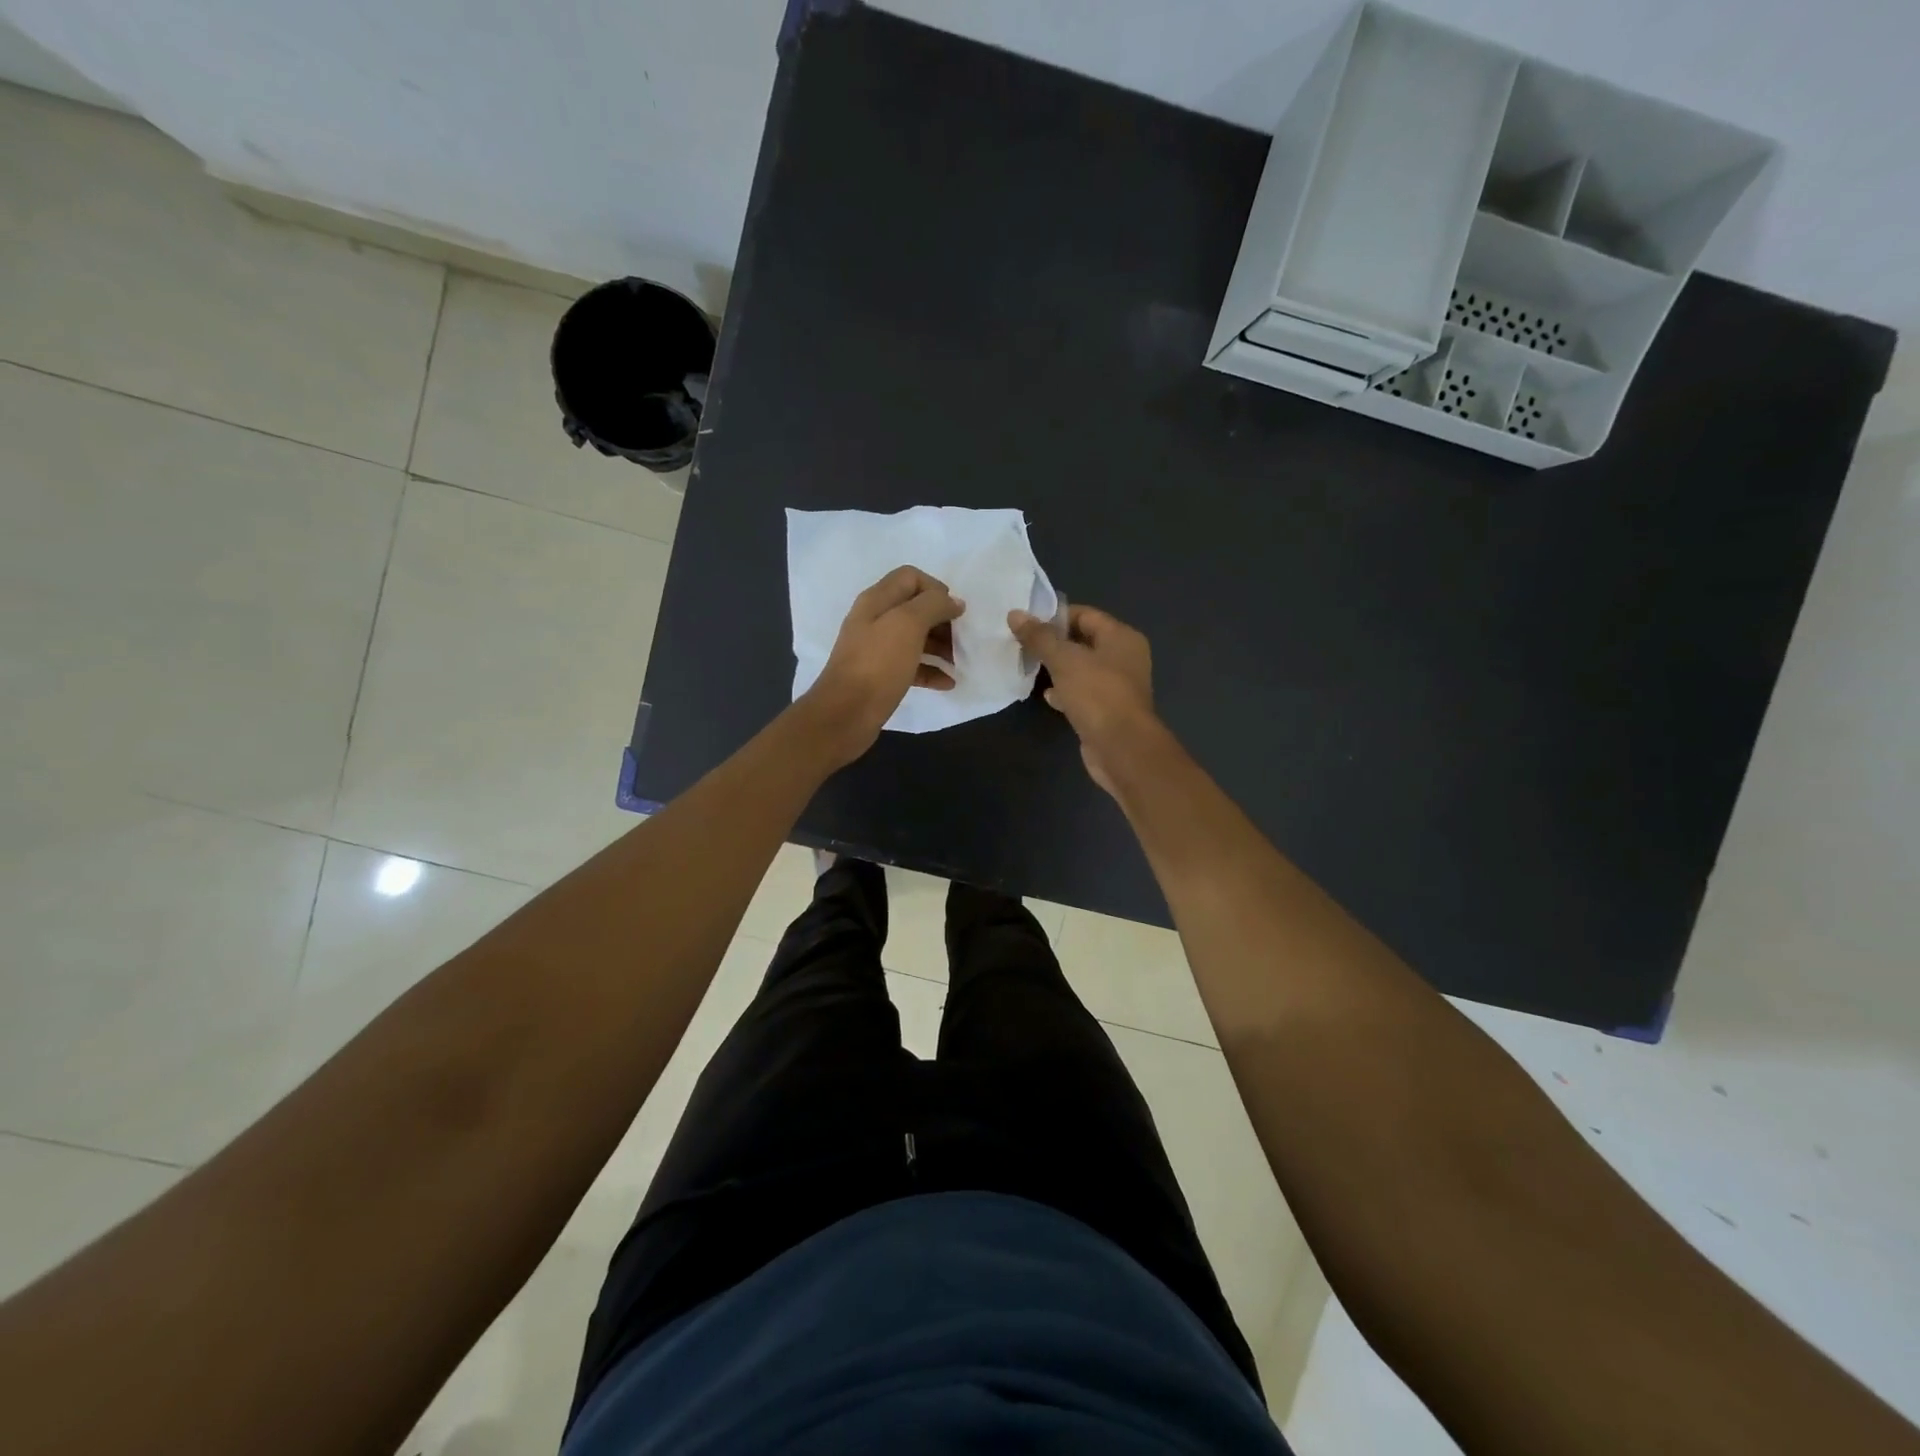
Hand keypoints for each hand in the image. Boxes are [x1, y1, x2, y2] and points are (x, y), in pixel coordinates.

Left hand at [802, 566, 964, 764]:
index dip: (936, 589)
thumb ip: (933, 605)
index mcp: (877, 601)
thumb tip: (954, 602)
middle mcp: (875, 620)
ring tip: (960, 662)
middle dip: (942, 620)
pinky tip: (948, 683)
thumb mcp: (907, 625)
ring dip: (941, 646)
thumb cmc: (878, 664)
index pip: (910, 577)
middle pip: (915, 609)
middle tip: (962, 639)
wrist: (845, 714)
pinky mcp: (881, 676)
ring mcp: (877, 650)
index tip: (955, 612)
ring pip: (916, 638)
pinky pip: (912, 666)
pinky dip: (931, 670)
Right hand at [1008, 604, 1156, 795]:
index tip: (1026, 623)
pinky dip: (1065, 692)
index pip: (1085, 615)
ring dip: (1058, 669)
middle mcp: (1124, 658)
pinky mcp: (1108, 711)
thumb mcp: (1064, 660)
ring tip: (1030, 667)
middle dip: (1054, 644)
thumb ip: (1039, 637)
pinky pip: (1083, 693)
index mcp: (1121, 637)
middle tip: (1023, 645)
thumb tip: (1014, 614)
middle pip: (1083, 642)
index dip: (1055, 617)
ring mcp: (1117, 686)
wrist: (1121, 748)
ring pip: (1082, 669)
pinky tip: (1047, 696)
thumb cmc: (1097, 694)